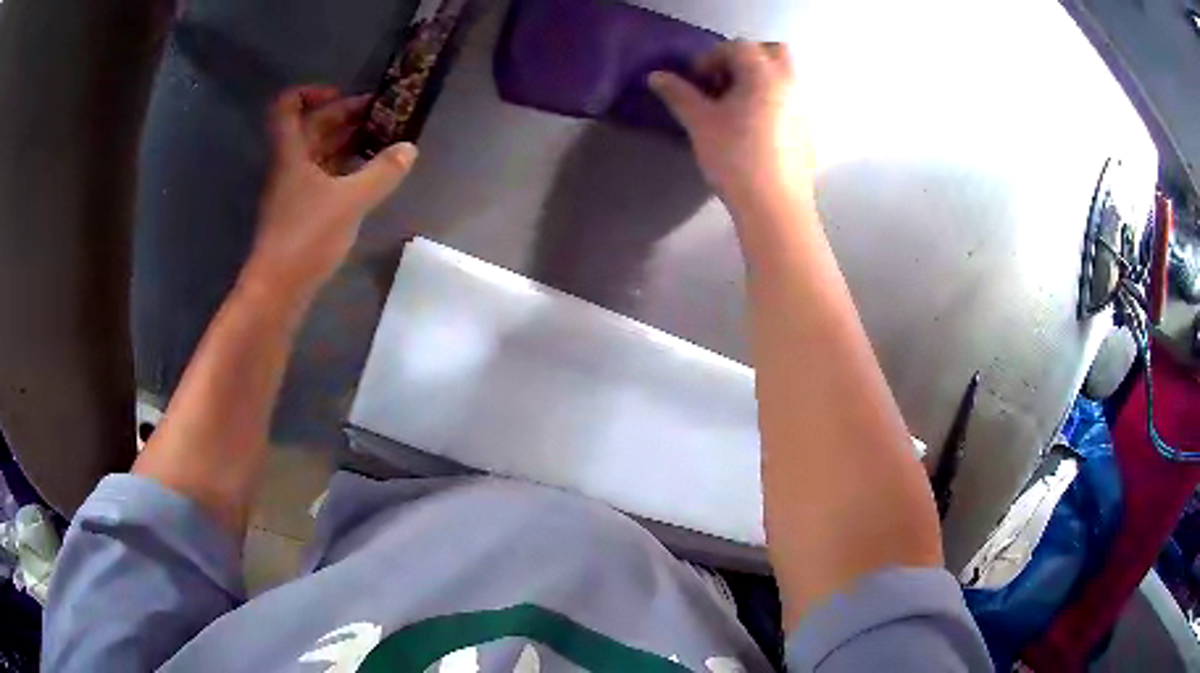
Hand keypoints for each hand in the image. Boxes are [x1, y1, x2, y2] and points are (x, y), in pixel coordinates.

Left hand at [245, 85, 417, 296]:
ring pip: (319, 152)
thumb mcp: (350, 201)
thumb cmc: (306, 237)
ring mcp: (294, 188)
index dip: (313, 92)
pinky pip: (323, 176)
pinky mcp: (301, 210)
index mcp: (292, 152)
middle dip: (345, 115)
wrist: (278, 289)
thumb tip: (409, 149)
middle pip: (312, 126)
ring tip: (383, 141)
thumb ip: (382, 172)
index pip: (288, 106)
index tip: (344, 95)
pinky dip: (345, 167)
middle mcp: (290, 164)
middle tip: (382, 116)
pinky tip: (368, 174)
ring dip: (347, 141)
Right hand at [650, 41, 813, 216]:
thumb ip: (678, 94)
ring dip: (760, 79)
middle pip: (773, 51)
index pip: (739, 46)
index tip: (697, 80)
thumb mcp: (700, 123)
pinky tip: (755, 129)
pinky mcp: (809, 131)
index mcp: (765, 75)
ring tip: (736, 107)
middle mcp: (791, 85)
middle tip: (724, 81)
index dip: (712, 57)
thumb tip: (656, 76)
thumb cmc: (735, 159)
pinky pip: (791, 101)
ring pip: (785, 77)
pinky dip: (773, 101)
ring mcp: (805, 108)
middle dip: (746, 58)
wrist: (775, 207)